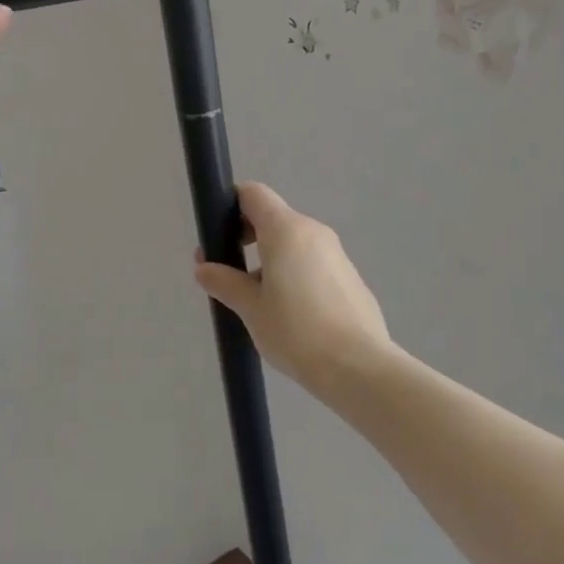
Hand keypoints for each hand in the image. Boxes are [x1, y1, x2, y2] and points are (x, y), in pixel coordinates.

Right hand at [194, 182, 392, 398]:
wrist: (359, 368)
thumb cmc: (296, 332)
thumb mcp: (251, 309)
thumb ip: (225, 282)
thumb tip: (204, 268)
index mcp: (286, 230)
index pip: (254, 194)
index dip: (230, 205)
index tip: (217, 235)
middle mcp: (313, 232)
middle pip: (273, 218)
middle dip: (247, 237)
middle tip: (229, 272)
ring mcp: (336, 254)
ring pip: (293, 243)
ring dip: (270, 260)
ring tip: (257, 301)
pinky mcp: (349, 277)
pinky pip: (312, 263)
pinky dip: (294, 274)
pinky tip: (289, 313)